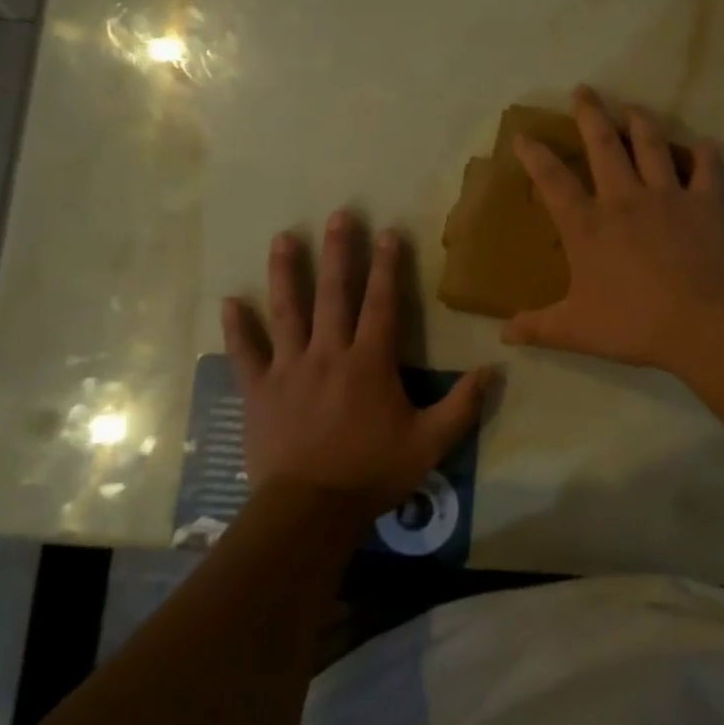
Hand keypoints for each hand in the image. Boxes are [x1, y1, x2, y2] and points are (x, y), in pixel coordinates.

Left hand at [224, 212, 492, 521]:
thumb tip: (494, 371)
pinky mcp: (259, 390)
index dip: (387, 266)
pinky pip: (245, 353)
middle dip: (338, 252)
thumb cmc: (372, 472)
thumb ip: (463, 406)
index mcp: (370, 362)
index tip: (388, 231)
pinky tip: (229, 301)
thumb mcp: (430, 443)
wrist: (309, 510)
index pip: (382, 303)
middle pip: (334, 294)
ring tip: (283, 238)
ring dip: (285, 273)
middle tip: (338, 215)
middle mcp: (329, 353)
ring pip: (287, 312)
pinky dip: (237, 328)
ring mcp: (290, 369)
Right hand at [503, 87, 723, 370]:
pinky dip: (706, 154)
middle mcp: (624, 199)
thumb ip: (538, 328)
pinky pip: (707, 169)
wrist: (702, 320)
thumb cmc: (634, 322)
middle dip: (590, 114)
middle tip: (583, 90)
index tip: (524, 134)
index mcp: (588, 225)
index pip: (553, 181)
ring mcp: (667, 196)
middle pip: (603, 145)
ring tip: (632, 106)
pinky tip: (706, 144)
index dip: (536, 155)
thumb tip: (503, 335)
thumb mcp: (576, 330)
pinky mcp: (705, 203)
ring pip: (651, 145)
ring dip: (640, 121)